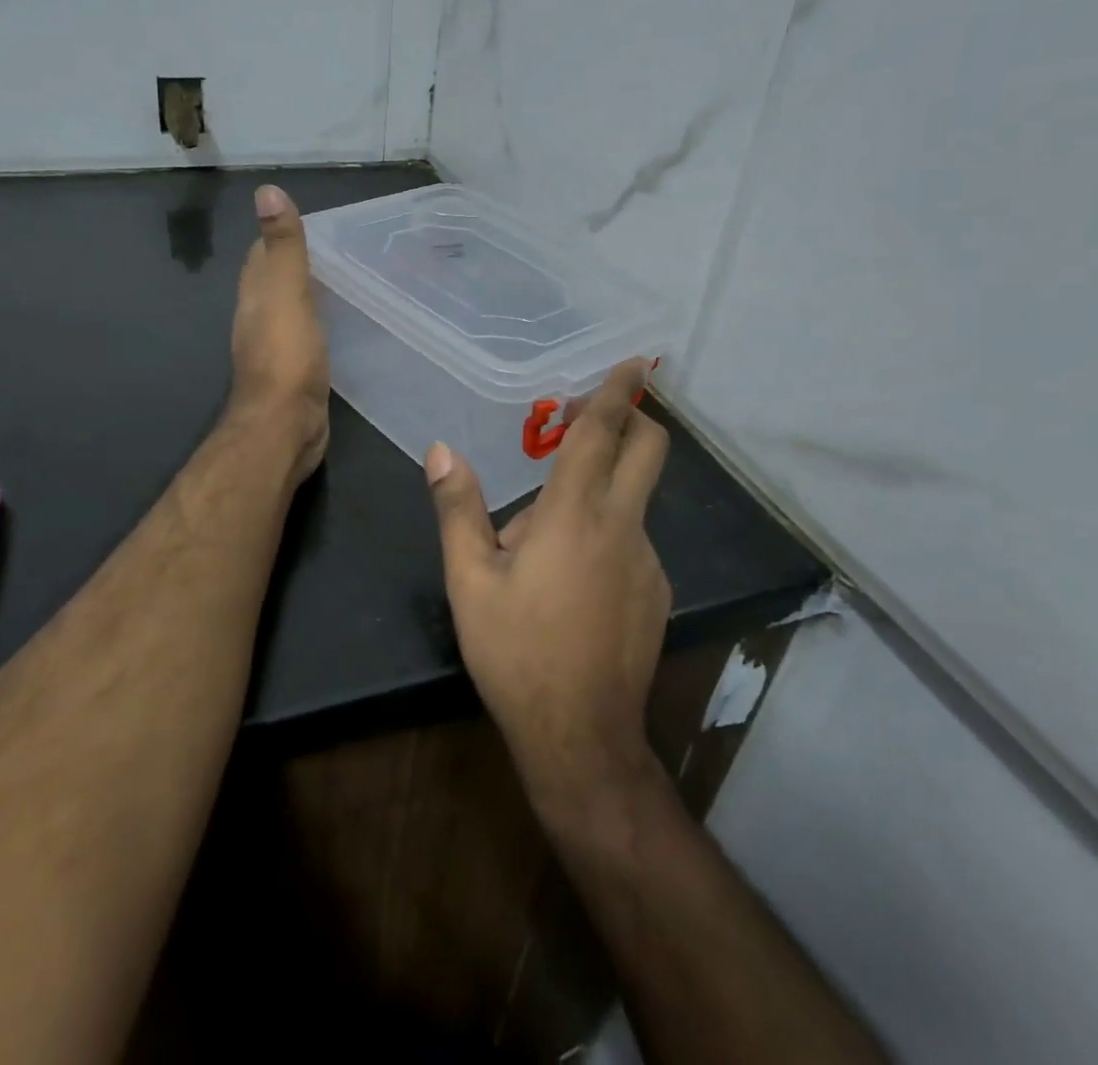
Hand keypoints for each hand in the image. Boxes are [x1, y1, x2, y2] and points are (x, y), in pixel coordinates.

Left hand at [228, 185, 329, 482]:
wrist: (285, 425)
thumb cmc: (286, 356)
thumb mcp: (287, 292)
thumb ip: (283, 247)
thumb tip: (267, 190)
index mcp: (255, 296)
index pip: (261, 256)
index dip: (280, 237)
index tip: (313, 226)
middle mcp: (259, 319)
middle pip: (275, 284)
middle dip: (299, 267)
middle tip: (340, 253)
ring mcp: (276, 349)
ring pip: (292, 312)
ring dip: (311, 297)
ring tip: (347, 284)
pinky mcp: (295, 374)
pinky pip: (308, 339)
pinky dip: (321, 326)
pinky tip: (342, 327)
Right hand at [425, 358, 670, 816]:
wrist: (581, 735)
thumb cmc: (516, 651)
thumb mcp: (470, 580)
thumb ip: (458, 508)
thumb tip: (440, 450)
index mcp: (573, 514)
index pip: (602, 434)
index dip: (617, 392)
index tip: (634, 362)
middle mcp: (621, 526)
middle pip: (648, 451)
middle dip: (633, 420)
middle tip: (587, 422)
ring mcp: (647, 560)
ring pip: (630, 502)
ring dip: (597, 496)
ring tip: (540, 547)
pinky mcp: (657, 591)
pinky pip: (631, 542)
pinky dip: (605, 536)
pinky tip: (570, 582)